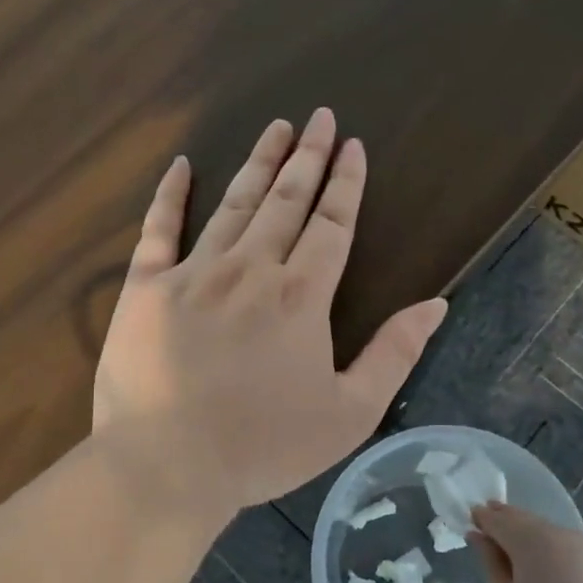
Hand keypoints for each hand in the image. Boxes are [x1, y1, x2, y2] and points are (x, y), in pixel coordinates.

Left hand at [94, 108, 448, 518]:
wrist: (168, 465)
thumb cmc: (264, 446)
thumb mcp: (350, 413)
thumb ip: (394, 354)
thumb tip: (436, 303)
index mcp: (300, 297)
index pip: (332, 225)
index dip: (346, 184)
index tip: (353, 146)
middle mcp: (250, 269)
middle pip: (286, 201)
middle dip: (308, 157)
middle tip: (320, 117)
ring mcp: (193, 273)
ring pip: (233, 204)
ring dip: (257, 162)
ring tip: (276, 127)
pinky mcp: (146, 288)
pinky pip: (159, 229)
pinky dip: (170, 195)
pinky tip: (181, 165)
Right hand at [470, 502, 582, 582]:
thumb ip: (490, 562)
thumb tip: (478, 535)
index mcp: (532, 540)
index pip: (499, 519)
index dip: (483, 518)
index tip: (471, 520)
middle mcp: (560, 534)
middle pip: (526, 520)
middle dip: (506, 520)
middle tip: (490, 526)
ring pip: (550, 532)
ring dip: (531, 534)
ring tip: (519, 549)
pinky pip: (570, 549)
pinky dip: (554, 550)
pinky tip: (552, 569)